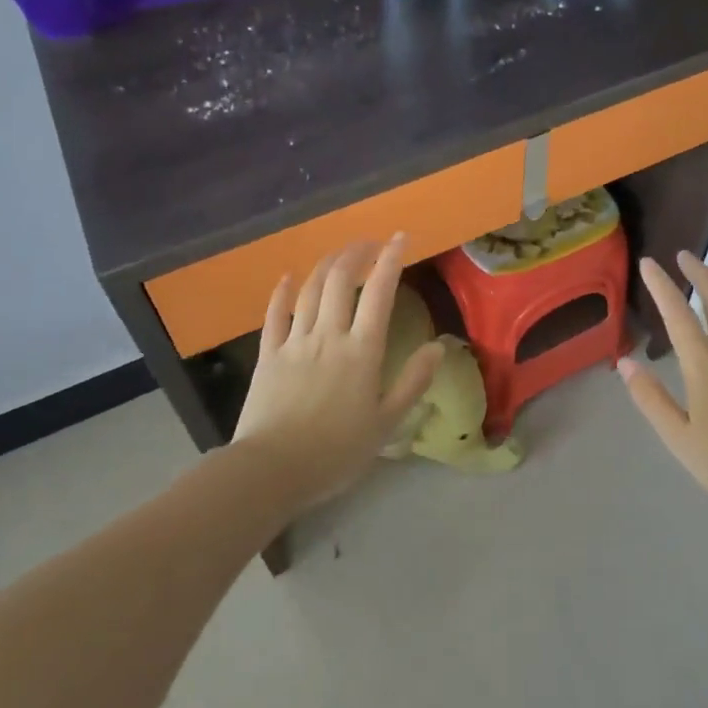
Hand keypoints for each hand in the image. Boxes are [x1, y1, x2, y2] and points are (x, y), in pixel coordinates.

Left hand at [232, 235, 444, 505]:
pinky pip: (274, 314)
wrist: (272, 469)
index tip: (401, 238)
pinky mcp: (268, 354)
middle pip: (341, 280)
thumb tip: (438, 347)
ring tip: (340, 254)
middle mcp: (329, 335)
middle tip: (369, 243)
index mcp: (362, 350)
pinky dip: (282, 292)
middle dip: (356, 253)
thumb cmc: (336, 451)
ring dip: (327, 265)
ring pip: (310, 289)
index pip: (380, 293)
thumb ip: (413, 382)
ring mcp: (295, 342)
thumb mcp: (386, 423)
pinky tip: (287, 278)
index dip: (391, 260)